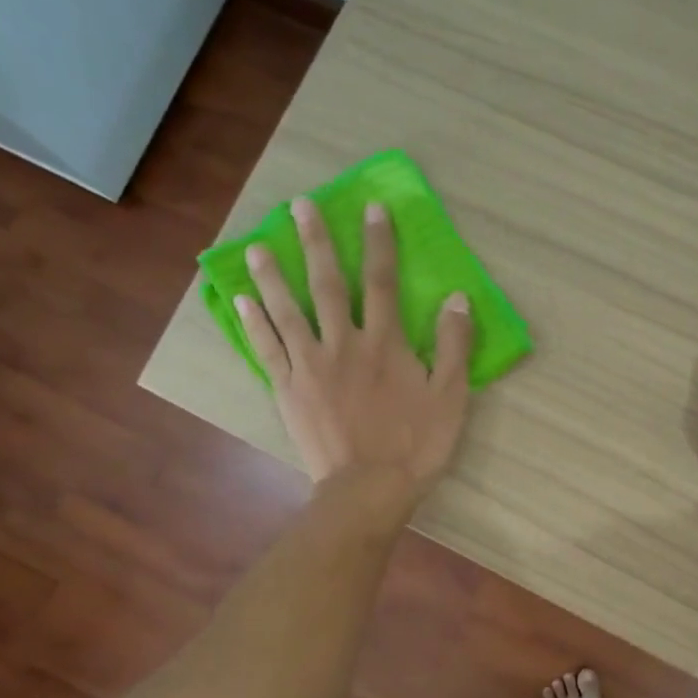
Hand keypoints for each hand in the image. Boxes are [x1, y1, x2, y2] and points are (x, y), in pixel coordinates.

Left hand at [236, 197, 473, 517]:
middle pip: (327, 284)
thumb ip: (453, 346)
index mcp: (385, 343)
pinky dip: (254, 324)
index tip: (372, 208)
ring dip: (272, 276)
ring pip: (288, 310)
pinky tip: (240, 301)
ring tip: (257, 246)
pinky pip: (267, 349)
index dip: (379, 242)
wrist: (369, 489)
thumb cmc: (416, 446)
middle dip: (315, 242)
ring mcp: (310, 366)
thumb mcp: (451, 397)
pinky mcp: (288, 390)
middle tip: (299, 207)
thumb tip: (457, 299)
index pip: (383, 282)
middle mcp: (343, 343)